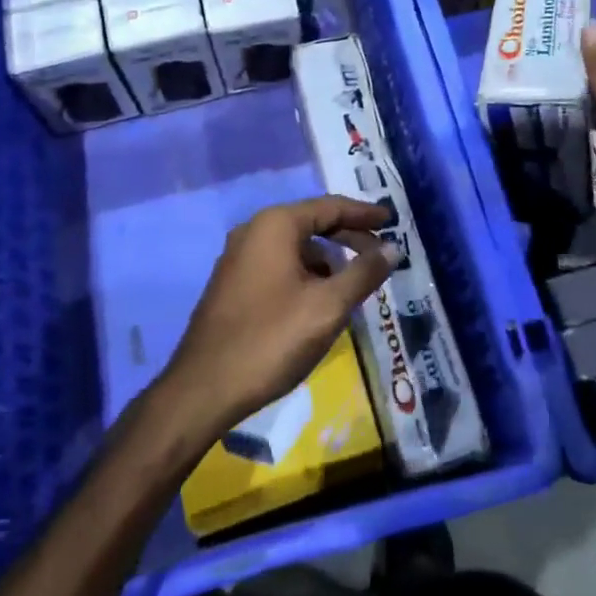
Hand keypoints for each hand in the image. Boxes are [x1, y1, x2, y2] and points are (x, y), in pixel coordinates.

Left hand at [162, 196, 396, 437]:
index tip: (391, 220)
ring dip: (328, 259)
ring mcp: (239, 258)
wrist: (203, 389)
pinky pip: (279, 265)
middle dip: (349, 237)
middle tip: (381, 254)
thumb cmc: (271, 339)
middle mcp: (254, 231)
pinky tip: (321, 300)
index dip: (364, 213)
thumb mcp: (328, 306)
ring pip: (296, 247)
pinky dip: (306, 273)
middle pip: (312, 223)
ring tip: (355, 282)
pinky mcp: (233, 284)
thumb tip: (392, 248)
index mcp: (276, 225)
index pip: (330, 207)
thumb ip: (363, 273)